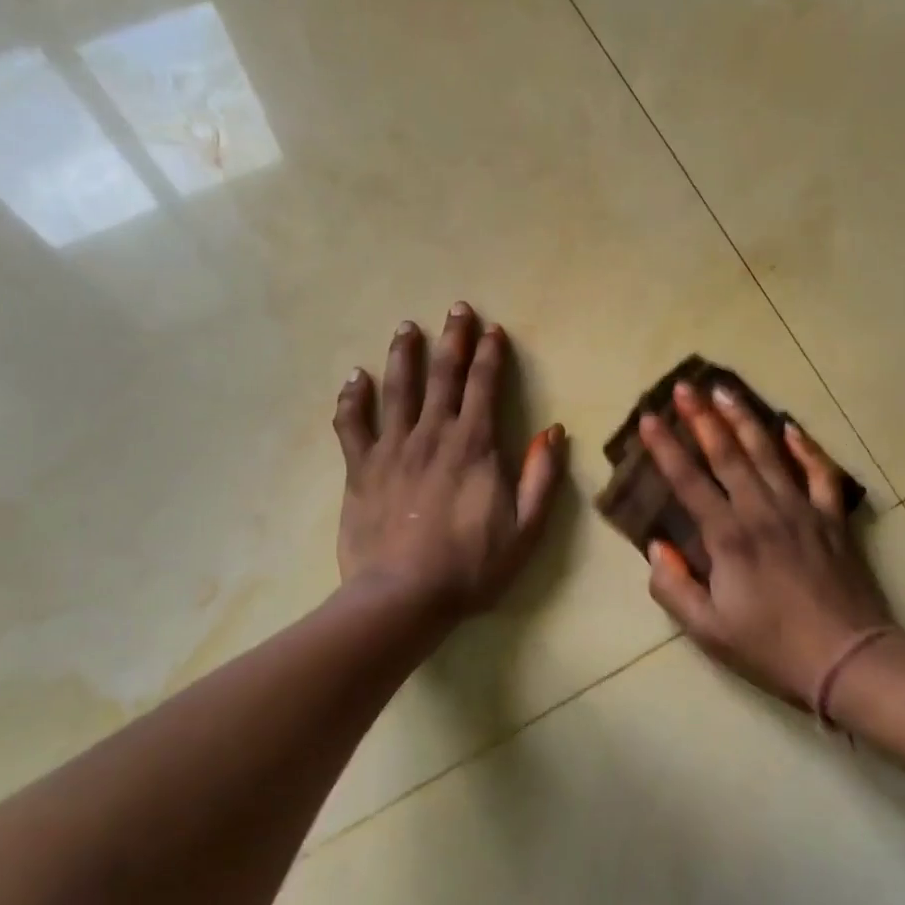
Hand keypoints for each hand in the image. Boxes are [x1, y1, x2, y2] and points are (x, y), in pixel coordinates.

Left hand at [334, 304, 565, 619]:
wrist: (403, 596)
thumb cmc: (471, 567)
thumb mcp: (526, 529)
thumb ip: (541, 477)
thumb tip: (552, 431)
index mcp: (475, 446)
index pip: (484, 386)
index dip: (490, 355)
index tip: (494, 330)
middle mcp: (432, 435)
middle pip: (443, 375)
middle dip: (453, 339)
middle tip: (456, 308)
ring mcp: (392, 449)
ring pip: (397, 388)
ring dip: (404, 354)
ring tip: (406, 327)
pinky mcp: (360, 468)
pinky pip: (352, 424)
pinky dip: (353, 398)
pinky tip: (355, 378)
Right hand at [640, 383, 892, 710]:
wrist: (847, 659)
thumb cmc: (771, 647)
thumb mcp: (707, 631)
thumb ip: (673, 586)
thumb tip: (657, 547)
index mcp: (728, 538)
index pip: (689, 481)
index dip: (665, 448)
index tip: (648, 418)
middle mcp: (762, 512)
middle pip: (728, 454)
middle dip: (702, 418)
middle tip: (685, 386)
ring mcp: (801, 510)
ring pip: (769, 453)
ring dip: (744, 419)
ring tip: (725, 390)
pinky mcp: (831, 519)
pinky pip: (819, 473)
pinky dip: (806, 448)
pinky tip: (791, 427)